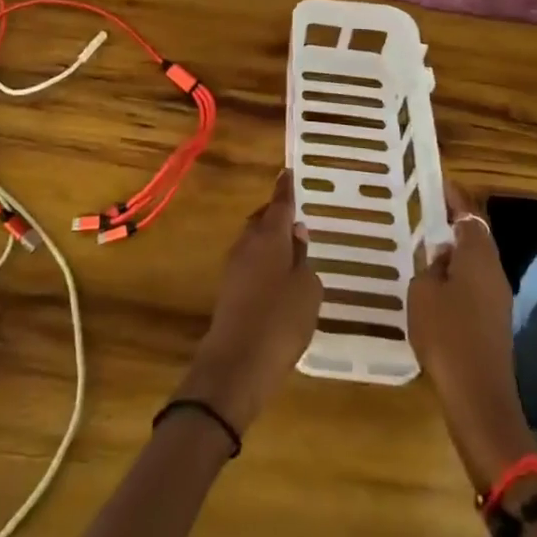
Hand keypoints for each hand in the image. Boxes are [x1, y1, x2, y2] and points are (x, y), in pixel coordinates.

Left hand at [173, 171, 322, 434]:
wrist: (236, 364)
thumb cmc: (280, 321)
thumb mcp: (307, 290)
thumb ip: (303, 259)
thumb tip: (296, 235)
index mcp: (269, 235)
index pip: (280, 203)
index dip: (286, 188)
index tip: (288, 172)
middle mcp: (248, 243)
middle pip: (263, 219)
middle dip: (277, 215)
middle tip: (297, 218)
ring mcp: (234, 266)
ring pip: (254, 240)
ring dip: (270, 240)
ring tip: (291, 250)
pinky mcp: (229, 289)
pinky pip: (250, 262)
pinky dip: (264, 262)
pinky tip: (278, 279)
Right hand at [407, 183, 536, 490]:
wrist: (479, 398)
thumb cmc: (447, 336)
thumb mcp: (423, 292)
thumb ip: (430, 267)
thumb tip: (441, 258)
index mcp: (478, 257)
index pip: (468, 215)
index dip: (453, 198)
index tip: (437, 182)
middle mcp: (495, 272)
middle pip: (476, 237)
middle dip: (453, 224)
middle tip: (426, 213)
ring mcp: (499, 300)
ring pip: (476, 263)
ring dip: (455, 253)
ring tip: (425, 248)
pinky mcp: (495, 323)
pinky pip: (475, 286)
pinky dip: (457, 278)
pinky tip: (435, 288)